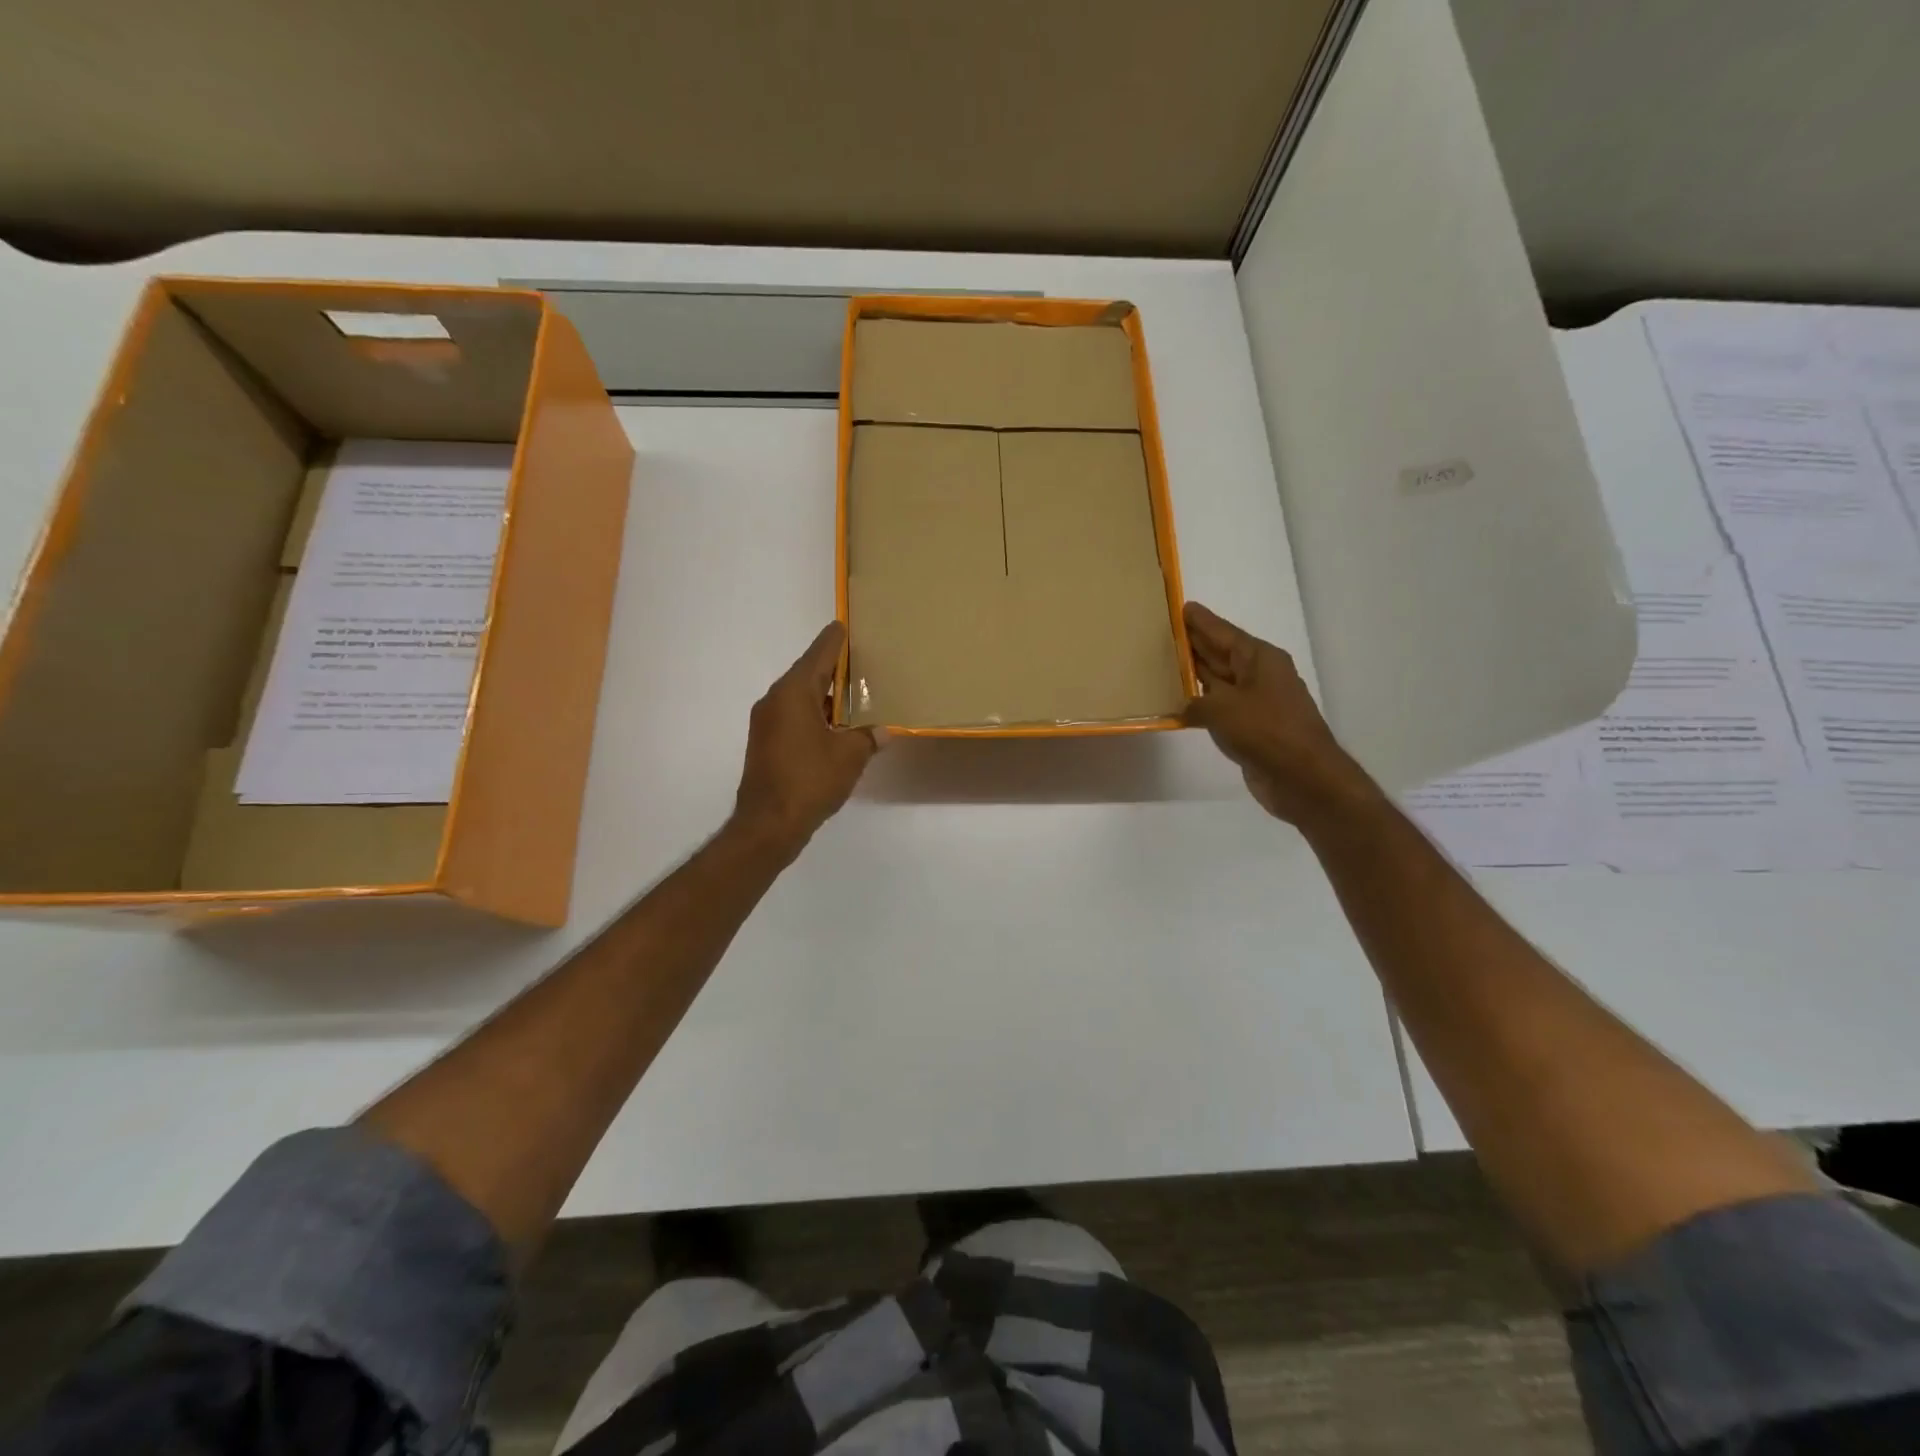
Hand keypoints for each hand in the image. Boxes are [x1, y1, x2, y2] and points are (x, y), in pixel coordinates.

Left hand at [733, 622, 881, 854]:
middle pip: (808, 673)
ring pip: (801, 697)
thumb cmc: (810, 780)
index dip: (835, 640)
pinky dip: (815, 715)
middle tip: (861, 661)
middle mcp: (775, 700)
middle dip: (834, 668)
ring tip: (855, 695)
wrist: (768, 824)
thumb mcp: (850, 756)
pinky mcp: (766, 744)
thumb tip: (883, 731)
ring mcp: (767, 723)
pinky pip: (794, 717)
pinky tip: (837, 727)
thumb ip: (868, 738)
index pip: (819, 654)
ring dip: (826, 695)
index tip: (845, 626)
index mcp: (793, 693)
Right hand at [1183, 602, 1379, 827]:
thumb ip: (1196, 702)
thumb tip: (1185, 706)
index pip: (1224, 632)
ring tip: (1166, 664)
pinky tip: (1180, 705)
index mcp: (1259, 659)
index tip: (1182, 607)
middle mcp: (1259, 675)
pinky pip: (1221, 708)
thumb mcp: (1222, 709)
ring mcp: (1257, 702)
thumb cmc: (1266, 731)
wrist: (1303, 777)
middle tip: (1165, 632)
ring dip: (1196, 674)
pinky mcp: (1252, 728)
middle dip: (1196, 644)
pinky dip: (1201, 704)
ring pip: (1220, 681)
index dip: (1201, 621)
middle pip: (1222, 653)